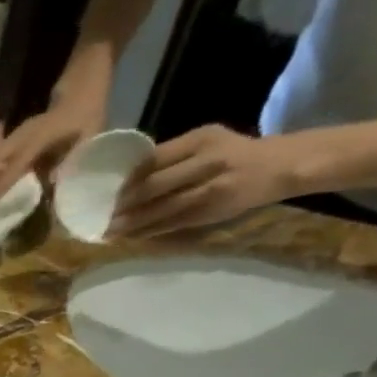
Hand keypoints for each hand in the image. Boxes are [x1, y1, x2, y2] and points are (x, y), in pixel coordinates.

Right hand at [0, 86, 108, 205]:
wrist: (85, 76)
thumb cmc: (90, 108)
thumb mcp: (89, 135)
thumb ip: (70, 160)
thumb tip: (51, 185)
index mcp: (40, 137)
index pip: (16, 164)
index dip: (2, 184)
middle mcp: (24, 134)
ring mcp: (19, 131)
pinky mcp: (18, 132)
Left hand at [111, 125, 307, 236]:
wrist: (278, 167)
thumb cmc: (233, 152)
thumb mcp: (206, 139)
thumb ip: (173, 153)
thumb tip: (130, 173)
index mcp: (200, 140)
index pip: (154, 159)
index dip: (127, 178)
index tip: (105, 190)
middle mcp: (204, 163)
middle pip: (154, 186)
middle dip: (123, 204)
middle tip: (99, 215)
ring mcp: (208, 190)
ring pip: (160, 209)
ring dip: (131, 223)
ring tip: (107, 231)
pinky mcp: (209, 212)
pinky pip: (172, 224)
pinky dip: (148, 232)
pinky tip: (130, 237)